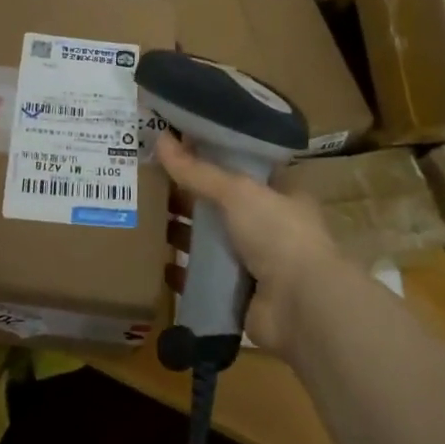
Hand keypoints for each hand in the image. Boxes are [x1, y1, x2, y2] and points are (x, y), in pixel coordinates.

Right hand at [155, 134, 342, 357]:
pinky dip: (182, 272)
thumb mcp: (237, 192)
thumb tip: (160, 137)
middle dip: (189, 197)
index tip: (177, 150)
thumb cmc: (278, 234)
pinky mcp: (238, 294)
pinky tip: (155, 262)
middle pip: (222, 206)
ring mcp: (255, 263)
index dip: (212, 158)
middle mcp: (270, 227)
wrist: (300, 306)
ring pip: (211, 242)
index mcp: (281, 194)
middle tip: (150, 182)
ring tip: (144, 218)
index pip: (243, 169)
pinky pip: (203, 278)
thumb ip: (198, 170)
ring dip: (182, 233)